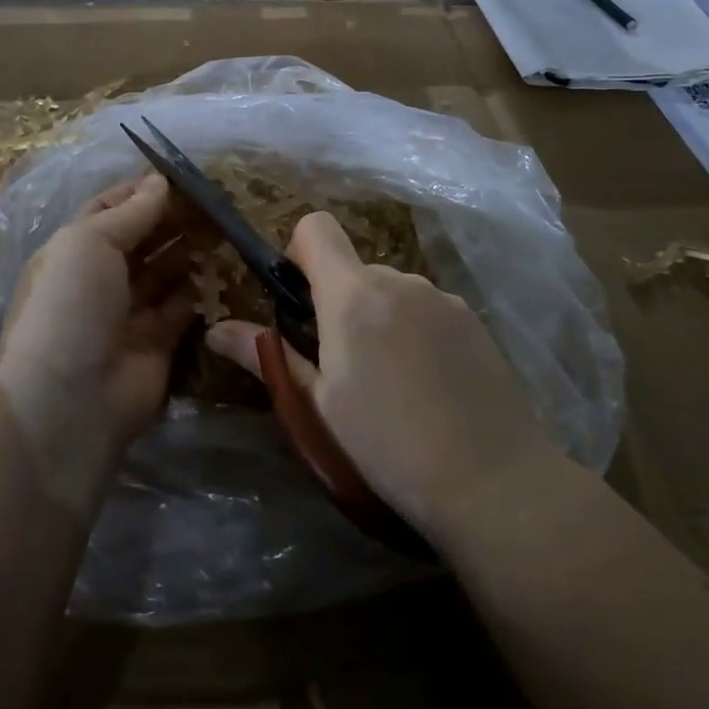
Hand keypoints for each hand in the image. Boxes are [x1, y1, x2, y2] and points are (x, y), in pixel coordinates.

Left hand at [0, 173, 194, 509]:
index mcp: (74, 250)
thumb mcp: (89, 242)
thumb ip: (130, 212)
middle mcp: (100, 279)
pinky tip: (220, 268)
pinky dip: (200, 289)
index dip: (140, 192)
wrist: (69, 400)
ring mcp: (129, 313)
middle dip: (172, 219)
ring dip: (189, 250)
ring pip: (165, 271)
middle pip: (142, 239)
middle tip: (212, 201)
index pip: (109, 210)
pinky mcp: (158, 343)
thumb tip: (160, 181)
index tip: (180, 176)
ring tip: (222, 228)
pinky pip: (183, 307)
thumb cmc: (71, 305)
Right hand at [207, 211, 552, 548]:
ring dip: (381, 319)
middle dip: (340, 302)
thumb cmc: (387, 445)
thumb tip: (215, 329)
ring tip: (392, 385)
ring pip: (392, 292)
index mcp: (353, 294)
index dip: (299, 252)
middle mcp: (398, 280)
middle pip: (354, 269)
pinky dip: (416, 332)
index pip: (316, 228)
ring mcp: (442, 297)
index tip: (299, 300)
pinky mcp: (474, 320)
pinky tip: (430, 387)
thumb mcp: (317, 404)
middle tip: (343, 367)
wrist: (493, 481)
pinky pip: (427, 310)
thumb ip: (267, 356)